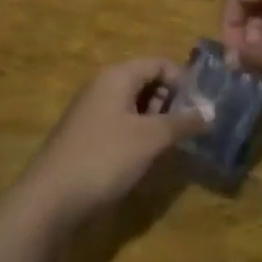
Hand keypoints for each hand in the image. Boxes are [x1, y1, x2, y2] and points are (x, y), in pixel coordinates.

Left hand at [15, 59, 209, 229]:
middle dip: (171, 101)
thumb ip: (182, 122)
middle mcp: (103, 86)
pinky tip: (147, 158)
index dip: (184, 80)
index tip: (202, 107)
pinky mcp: (86, 136)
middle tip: (190, 128)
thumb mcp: (151, 138)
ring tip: (173, 145)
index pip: (159, 63)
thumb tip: (210, 112)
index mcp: (117, 76)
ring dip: (156, 120)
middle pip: (146, 81)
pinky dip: (139, 134)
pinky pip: (121, 123)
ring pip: (134, 105)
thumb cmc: (105, 157)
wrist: (51, 198)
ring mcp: (92, 111)